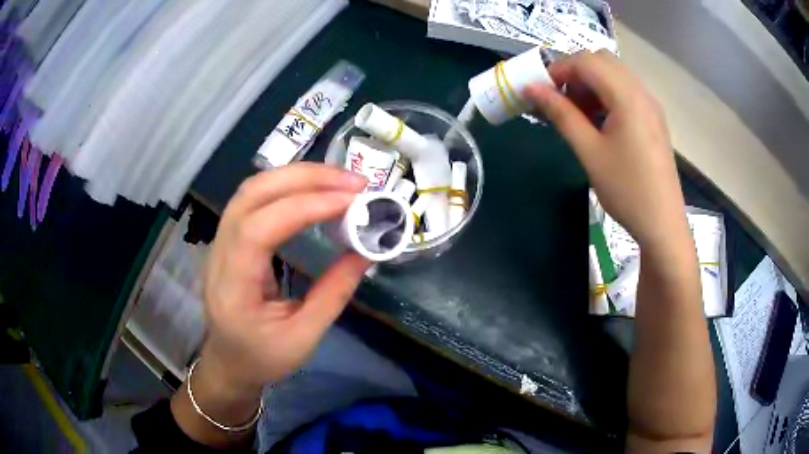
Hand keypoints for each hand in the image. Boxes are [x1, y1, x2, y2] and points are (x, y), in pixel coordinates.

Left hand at [200, 163, 369, 395]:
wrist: (228, 362)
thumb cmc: (262, 358)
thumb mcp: (303, 338)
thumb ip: (334, 293)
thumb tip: (367, 252)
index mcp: (232, 285)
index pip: (259, 228)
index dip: (303, 207)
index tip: (349, 201)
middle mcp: (219, 253)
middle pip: (253, 194)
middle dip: (305, 178)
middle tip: (353, 182)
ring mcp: (221, 240)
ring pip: (252, 189)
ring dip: (297, 176)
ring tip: (339, 180)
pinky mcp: (231, 237)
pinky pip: (256, 198)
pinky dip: (287, 185)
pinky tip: (314, 189)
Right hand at [524, 50, 688, 248]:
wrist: (663, 223)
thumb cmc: (626, 189)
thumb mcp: (589, 151)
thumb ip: (560, 114)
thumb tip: (530, 88)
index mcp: (627, 96)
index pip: (586, 61)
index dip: (558, 70)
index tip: (541, 92)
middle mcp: (641, 91)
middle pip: (602, 61)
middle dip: (575, 73)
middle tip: (561, 101)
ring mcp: (650, 104)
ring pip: (614, 74)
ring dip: (591, 84)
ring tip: (578, 114)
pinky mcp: (654, 118)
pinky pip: (626, 91)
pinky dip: (607, 95)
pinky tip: (600, 122)